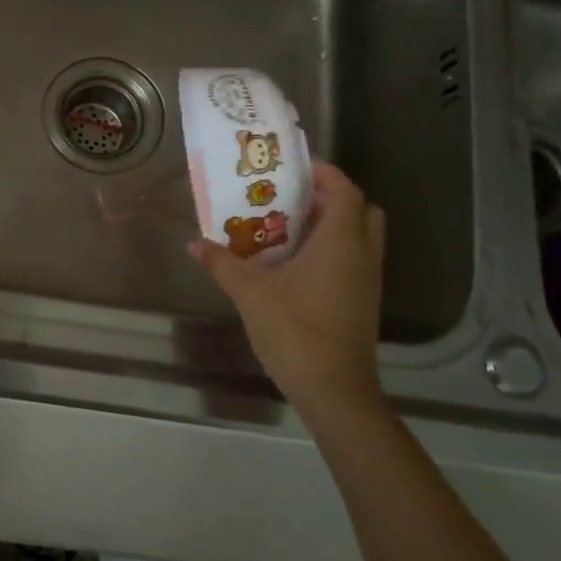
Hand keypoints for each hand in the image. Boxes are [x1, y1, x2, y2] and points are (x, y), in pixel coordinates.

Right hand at [190, 164, 386, 422]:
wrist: (334, 391)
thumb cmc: (295, 330)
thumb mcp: (250, 293)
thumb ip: (222, 263)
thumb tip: (194, 244)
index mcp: (341, 241)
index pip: (345, 190)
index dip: (324, 173)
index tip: (292, 169)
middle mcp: (362, 254)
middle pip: (359, 209)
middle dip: (329, 197)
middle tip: (291, 198)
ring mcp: (367, 280)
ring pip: (358, 236)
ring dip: (330, 225)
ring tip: (287, 227)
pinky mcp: (362, 301)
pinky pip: (353, 259)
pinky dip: (330, 250)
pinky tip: (294, 264)